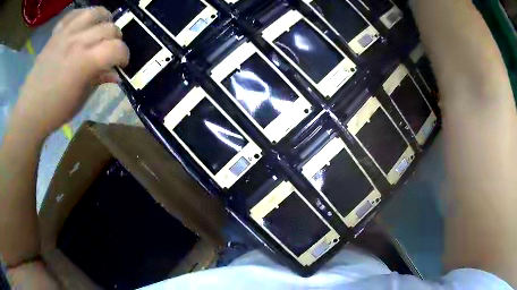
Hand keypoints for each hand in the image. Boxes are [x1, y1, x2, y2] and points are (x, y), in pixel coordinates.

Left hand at [13, 7, 128, 138]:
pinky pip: (74, 14)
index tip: (122, 64)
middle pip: (109, 28)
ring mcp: (65, 34)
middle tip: (110, 50)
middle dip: (116, 39)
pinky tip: (85, 23)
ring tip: (102, 28)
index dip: (125, 55)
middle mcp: (78, 42)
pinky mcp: (56, 33)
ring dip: (104, 19)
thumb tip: (116, 73)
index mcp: (85, 63)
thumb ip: (100, 79)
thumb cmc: (56, 110)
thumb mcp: (82, 98)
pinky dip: (83, 15)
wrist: (31, 111)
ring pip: (94, 12)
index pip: (116, 48)